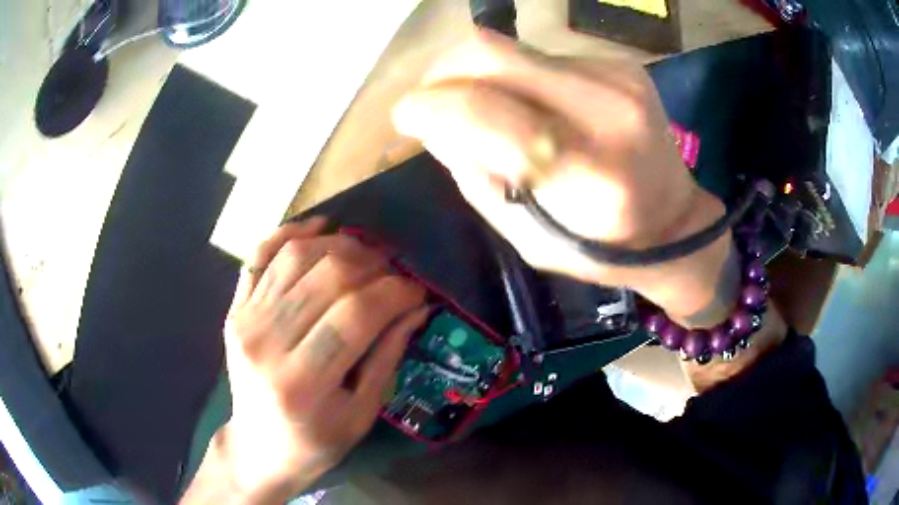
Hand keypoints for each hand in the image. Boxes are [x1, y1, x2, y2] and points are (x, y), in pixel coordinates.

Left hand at [183, 219, 427, 502]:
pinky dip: (290, 233)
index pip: (355, 314)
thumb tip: (416, 307)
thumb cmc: (316, 441)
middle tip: (394, 272)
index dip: (395, 293)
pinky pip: (259, 255)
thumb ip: (387, 357)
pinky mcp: (235, 309)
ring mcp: (245, 321)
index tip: (417, 291)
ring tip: (366, 254)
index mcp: (302, 383)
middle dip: (373, 265)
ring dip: (339, 244)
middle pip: (327, 277)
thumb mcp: (362, 414)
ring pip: (295, 256)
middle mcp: (266, 344)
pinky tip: (320, 227)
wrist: (259, 446)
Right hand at [392, 31, 732, 323]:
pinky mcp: (620, 64)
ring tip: (486, 111)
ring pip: (513, 50)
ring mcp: (618, 78)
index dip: (430, 105)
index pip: (487, 112)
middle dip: (443, 72)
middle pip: (493, 54)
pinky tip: (532, 107)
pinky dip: (518, 78)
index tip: (405, 116)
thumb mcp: (530, 240)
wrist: (677, 222)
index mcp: (590, 176)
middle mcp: (608, 111)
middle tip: (431, 101)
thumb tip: (434, 124)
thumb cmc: (604, 248)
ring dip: (481, 77)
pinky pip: (542, 57)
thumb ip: (477, 179)